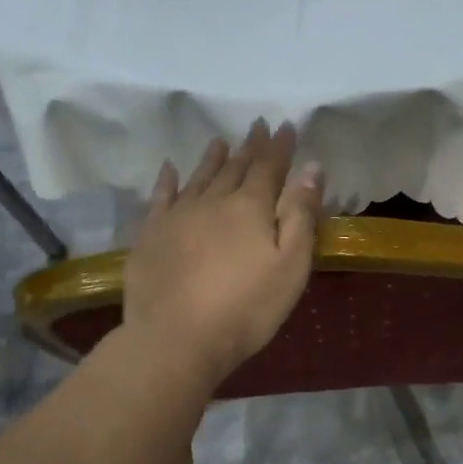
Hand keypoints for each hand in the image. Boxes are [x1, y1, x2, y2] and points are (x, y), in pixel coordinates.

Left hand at [122, 122, 323, 389]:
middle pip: (235, 167)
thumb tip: (311, 168)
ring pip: (199, 177)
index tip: (286, 125)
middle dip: (250, 147)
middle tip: (257, 126)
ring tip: (220, 140)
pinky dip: (168, 180)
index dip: (279, 147)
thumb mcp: (291, 266)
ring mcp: (177, 216)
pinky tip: (169, 169)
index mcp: (250, 207)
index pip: (269, 167)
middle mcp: (213, 201)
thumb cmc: (247, 307)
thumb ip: (301, 215)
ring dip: (212, 157)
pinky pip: (161, 197)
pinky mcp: (151, 235)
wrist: (176, 338)